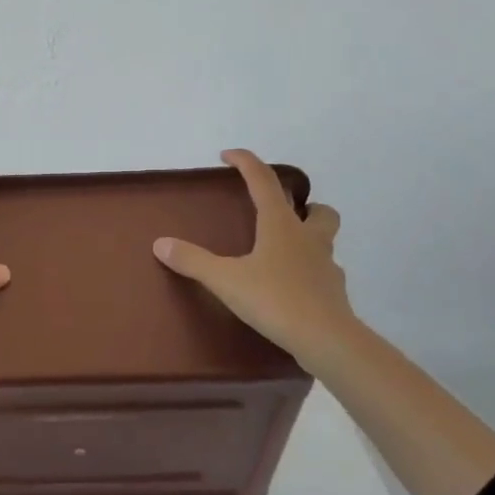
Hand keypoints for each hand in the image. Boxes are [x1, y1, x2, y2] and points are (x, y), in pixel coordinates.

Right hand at [153, 149, 354, 367]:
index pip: (264, 182)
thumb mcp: (226, 280)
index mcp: (281, 226)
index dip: (246, 163)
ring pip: (325, 240)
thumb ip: (193, 261)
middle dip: (303, 205)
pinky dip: (310, 272)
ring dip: (310, 237)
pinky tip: (293, 287)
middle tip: (280, 214)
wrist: (326, 339)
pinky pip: (324, 273)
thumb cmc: (275, 300)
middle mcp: (308, 239)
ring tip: (285, 251)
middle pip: (318, 210)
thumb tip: (161, 243)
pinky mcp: (333, 293)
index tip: (228, 155)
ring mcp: (326, 266)